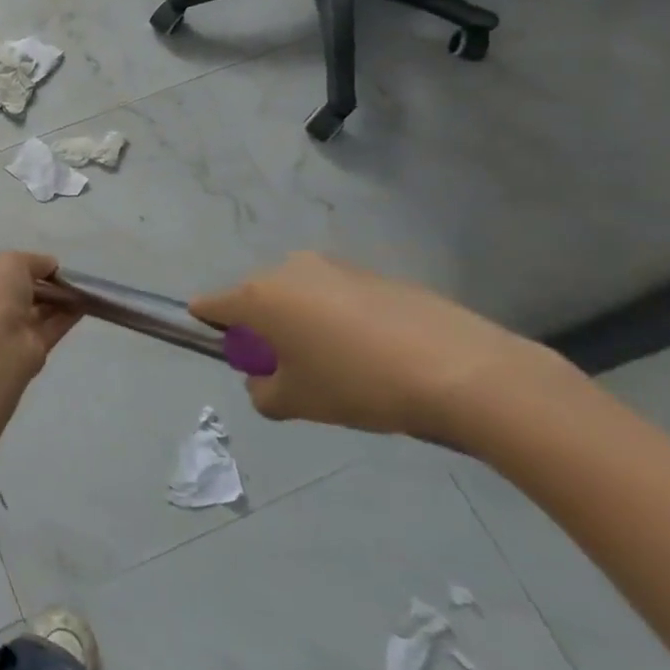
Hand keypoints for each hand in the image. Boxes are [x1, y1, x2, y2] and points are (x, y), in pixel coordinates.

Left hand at [0, 253, 82, 372]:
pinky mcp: (31, 348)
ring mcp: (8, 330)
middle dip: (42, 283)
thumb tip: (51, 265)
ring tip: (81, 286)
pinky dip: (68, 315)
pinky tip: (86, 303)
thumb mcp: (13, 261)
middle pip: (18, 292)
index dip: (17, 266)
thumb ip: (34, 261)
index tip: (41, 263)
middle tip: (66, 275)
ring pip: (37, 310)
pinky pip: (52, 327)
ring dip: (58, 298)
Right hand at [191, 253, 573, 442]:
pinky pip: (336, 296)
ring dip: (303, 324)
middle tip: (293, 372)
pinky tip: (374, 354)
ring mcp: (333, 266)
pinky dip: (339, 320)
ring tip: (341, 366)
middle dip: (264, 331)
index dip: (210, 329)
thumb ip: (262, 392)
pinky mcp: (372, 273)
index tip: (232, 356)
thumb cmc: (358, 385)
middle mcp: (288, 269)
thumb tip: (265, 379)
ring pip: (299, 297)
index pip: (211, 305)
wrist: (459, 369)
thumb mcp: (297, 403)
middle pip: (257, 299)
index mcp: (259, 295)